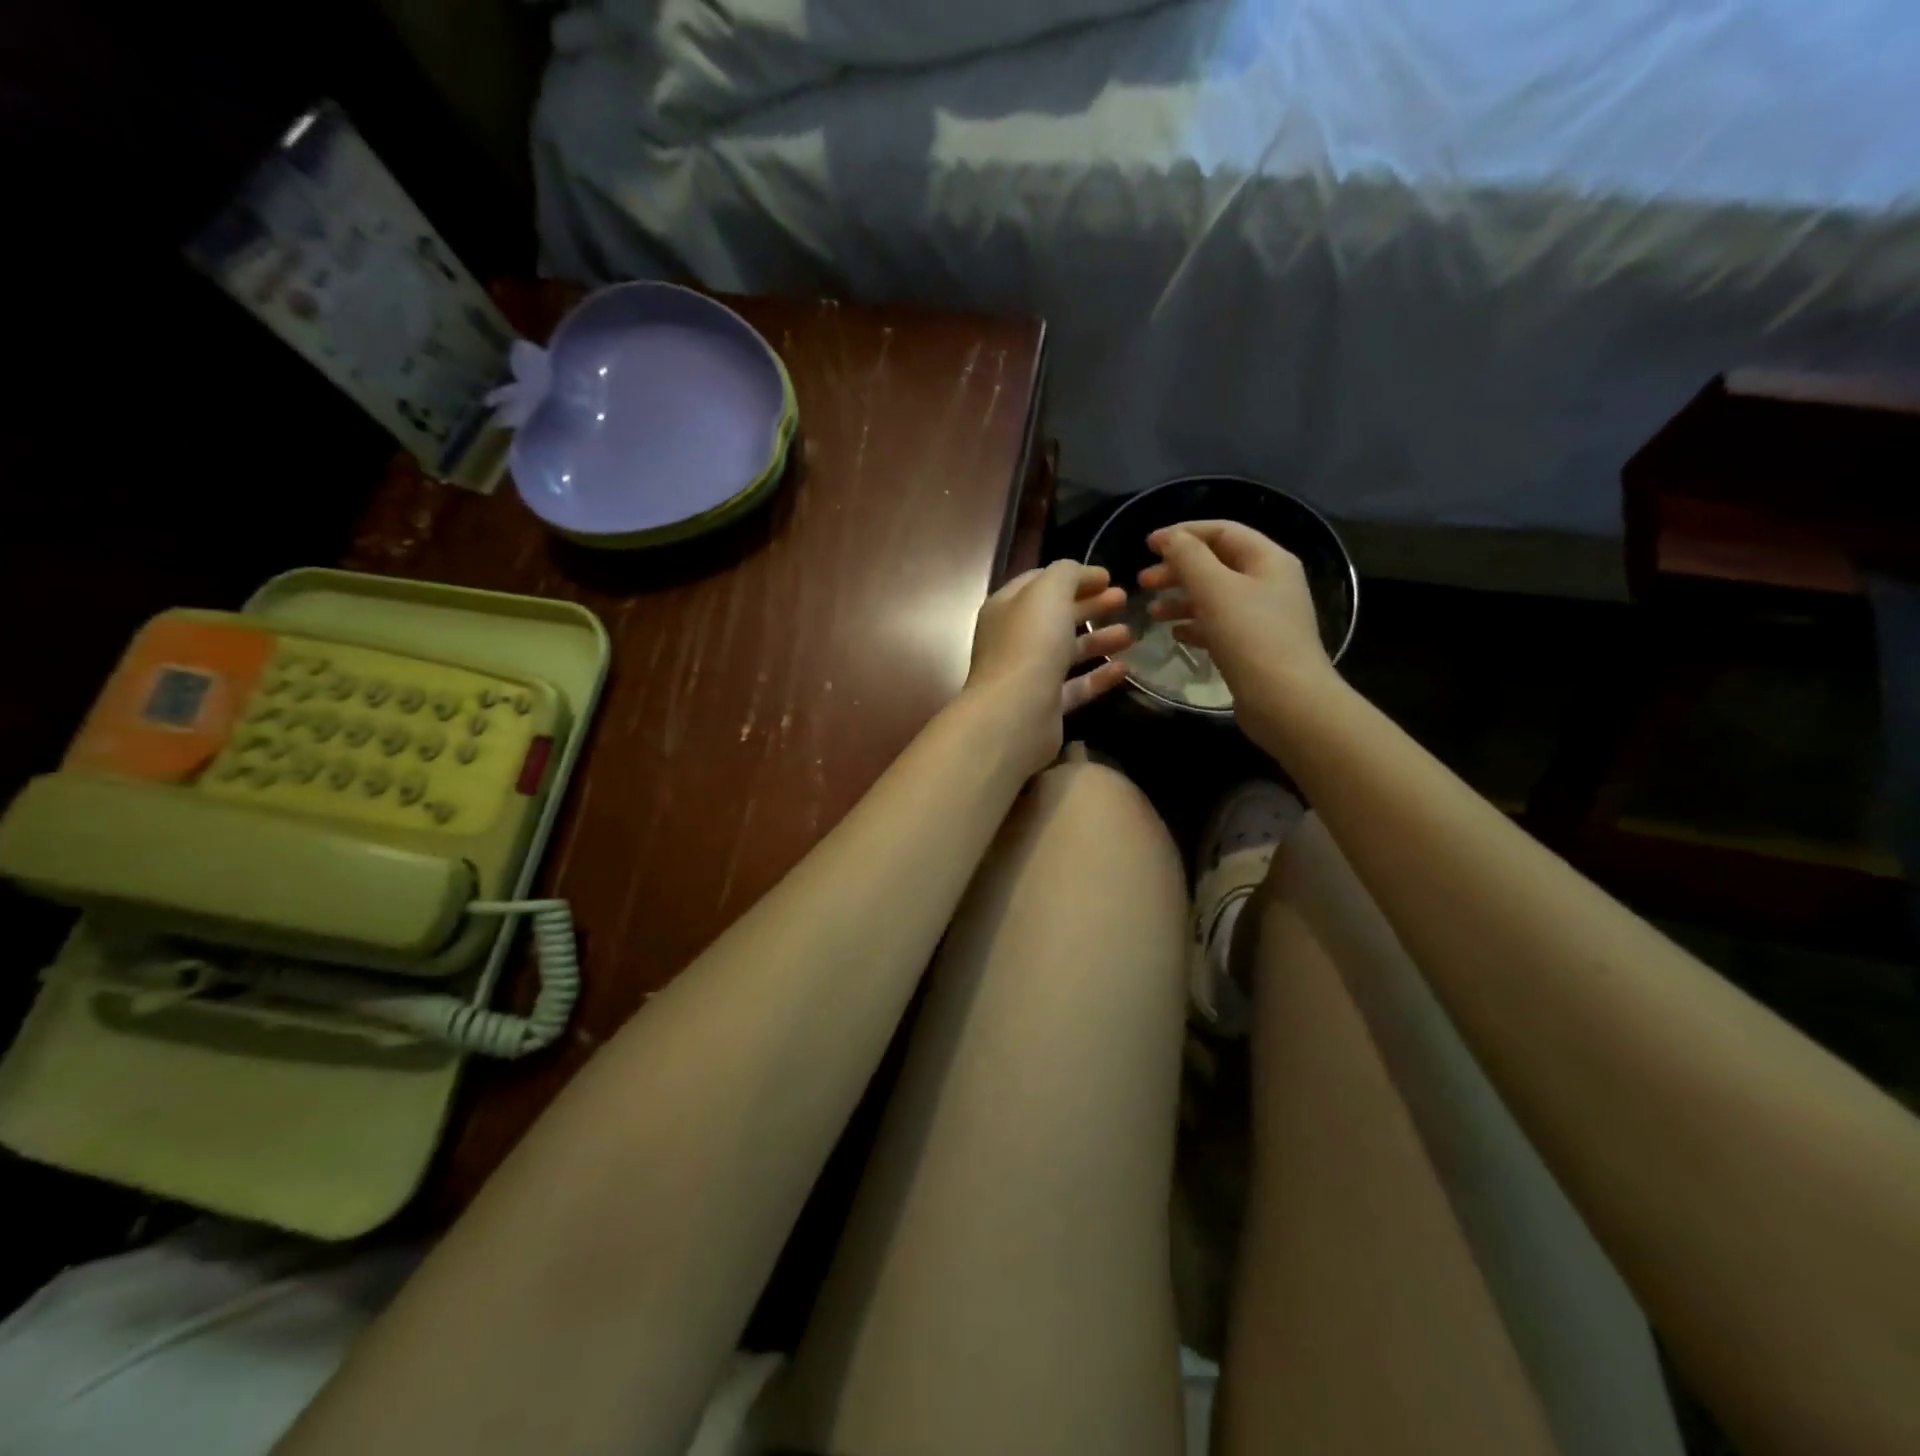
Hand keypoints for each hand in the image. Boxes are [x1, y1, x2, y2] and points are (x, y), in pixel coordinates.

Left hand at [964, 560, 1132, 775]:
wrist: (1015, 714)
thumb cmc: (1030, 644)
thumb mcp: (1048, 592)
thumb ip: (1066, 574)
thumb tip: (1083, 574)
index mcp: (1007, 607)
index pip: (1040, 582)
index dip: (1073, 576)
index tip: (1108, 576)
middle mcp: (1014, 639)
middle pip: (1055, 616)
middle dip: (1090, 605)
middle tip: (1124, 599)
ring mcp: (1029, 674)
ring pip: (1067, 651)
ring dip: (1098, 639)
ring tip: (1130, 634)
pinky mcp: (1045, 706)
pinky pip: (1075, 686)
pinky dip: (1098, 676)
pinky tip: (1124, 668)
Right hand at [1137, 521, 1339, 738]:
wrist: (1286, 702)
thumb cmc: (1251, 638)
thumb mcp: (1215, 590)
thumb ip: (1189, 558)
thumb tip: (1170, 538)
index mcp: (1268, 560)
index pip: (1222, 531)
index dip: (1183, 533)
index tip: (1147, 545)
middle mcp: (1269, 582)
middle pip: (1217, 563)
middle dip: (1178, 569)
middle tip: (1143, 582)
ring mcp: (1263, 616)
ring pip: (1215, 596)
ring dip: (1181, 599)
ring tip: (1152, 613)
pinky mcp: (1254, 646)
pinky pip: (1219, 625)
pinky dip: (1195, 625)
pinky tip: (1175, 634)